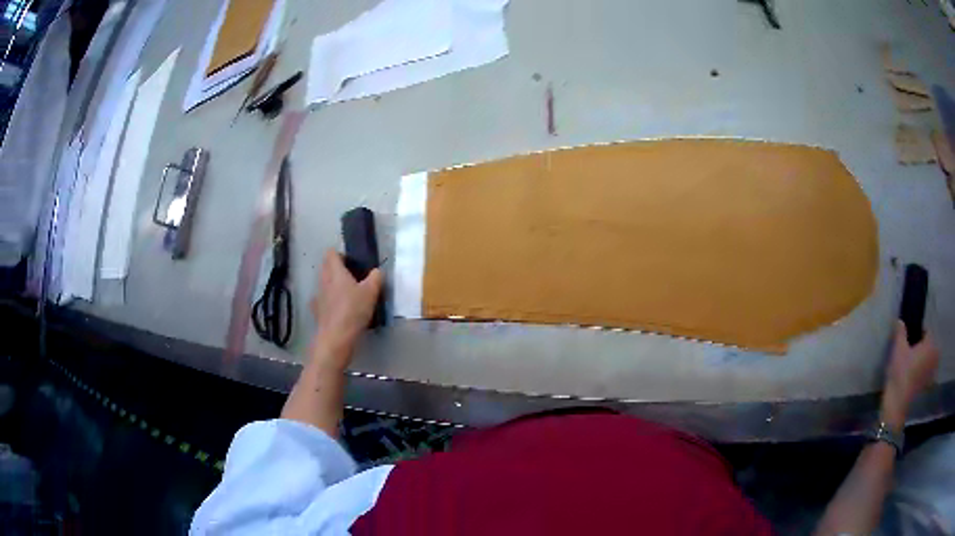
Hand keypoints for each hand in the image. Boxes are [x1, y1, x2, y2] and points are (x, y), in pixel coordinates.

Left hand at [310, 249, 382, 370]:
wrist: (336, 337)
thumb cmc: (353, 310)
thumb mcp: (371, 292)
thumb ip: (376, 278)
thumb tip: (377, 271)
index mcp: (335, 271)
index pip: (331, 253)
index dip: (341, 255)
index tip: (352, 263)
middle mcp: (323, 280)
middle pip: (326, 267)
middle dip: (337, 269)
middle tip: (353, 278)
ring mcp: (318, 296)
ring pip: (324, 283)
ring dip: (333, 285)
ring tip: (348, 295)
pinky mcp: (317, 311)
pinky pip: (323, 300)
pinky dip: (329, 301)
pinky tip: (339, 310)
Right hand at [881, 321, 938, 428]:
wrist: (896, 406)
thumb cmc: (900, 374)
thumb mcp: (898, 349)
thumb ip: (900, 332)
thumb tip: (900, 320)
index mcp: (931, 344)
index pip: (926, 331)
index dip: (917, 334)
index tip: (908, 341)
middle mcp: (934, 356)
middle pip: (928, 345)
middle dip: (920, 347)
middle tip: (909, 352)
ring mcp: (931, 373)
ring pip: (927, 359)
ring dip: (921, 359)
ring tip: (910, 364)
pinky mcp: (926, 385)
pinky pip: (925, 372)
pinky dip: (921, 371)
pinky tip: (912, 376)